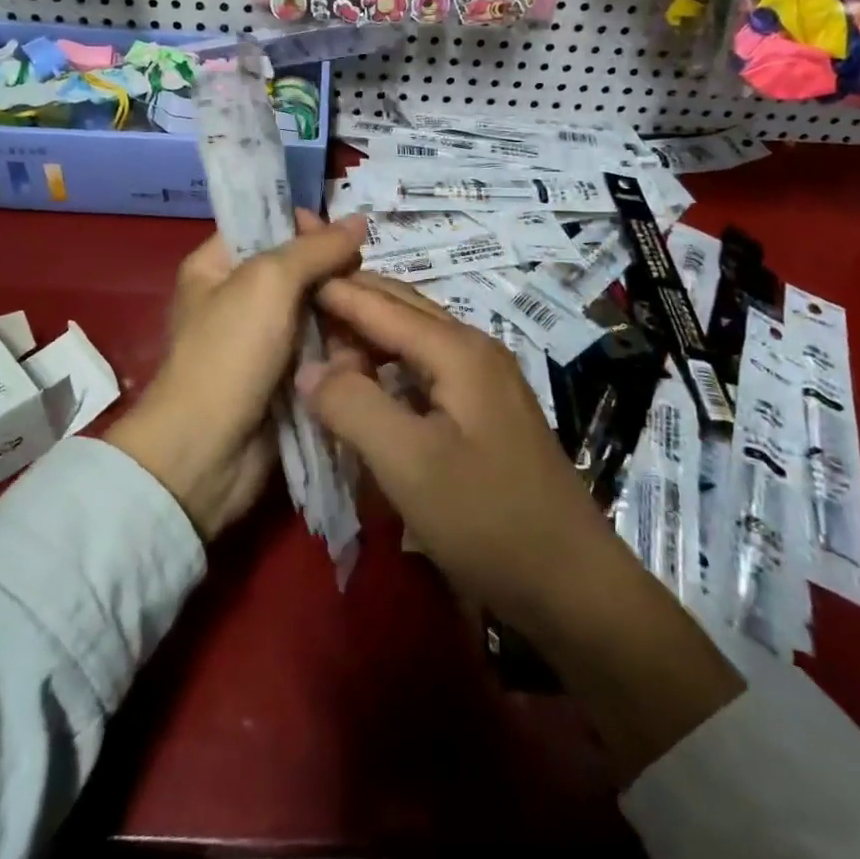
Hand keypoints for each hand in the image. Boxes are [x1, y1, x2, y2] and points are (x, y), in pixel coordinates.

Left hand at [106, 211, 366, 541]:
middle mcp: (236, 297)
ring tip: (377, 313)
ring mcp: (261, 340)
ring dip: (343, 311)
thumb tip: (359, 221)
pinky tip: (370, 343)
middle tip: (368, 279)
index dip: (305, 226)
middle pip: (296, 268)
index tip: (343, 240)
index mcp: (215, 266)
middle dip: (333, 272)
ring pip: (314, 310)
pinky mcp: (283, 376)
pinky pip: (319, 347)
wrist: (208, 451)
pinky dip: (341, 345)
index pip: (265, 225)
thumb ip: (315, 249)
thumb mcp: (269, 283)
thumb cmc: (229, 353)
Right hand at [302, 274, 742, 777]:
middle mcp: (473, 349)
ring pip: (413, 336)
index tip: (287, 274)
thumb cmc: (487, 519)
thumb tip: (309, 368)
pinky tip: (367, 378)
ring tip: (322, 334)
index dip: (333, 289)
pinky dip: (388, 362)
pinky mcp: (485, 409)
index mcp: (457, 349)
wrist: (573, 584)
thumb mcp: (408, 464)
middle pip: (400, 307)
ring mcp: (484, 378)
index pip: (380, 303)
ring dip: (368, 330)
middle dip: (350, 296)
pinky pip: (425, 366)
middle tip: (299, 296)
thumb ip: (353, 405)